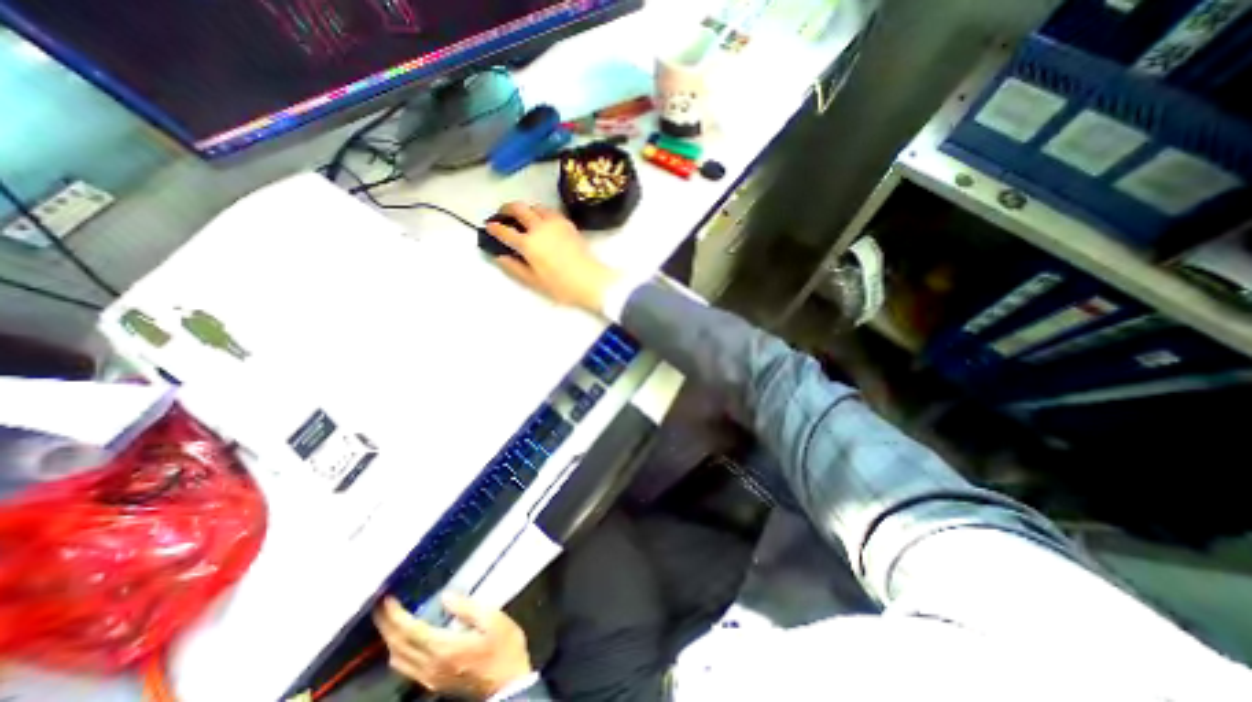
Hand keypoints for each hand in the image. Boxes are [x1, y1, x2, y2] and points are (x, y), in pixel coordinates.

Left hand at [367, 594, 530, 697]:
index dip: (395, 615)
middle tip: (380, 606)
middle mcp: (430, 666)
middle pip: (398, 647)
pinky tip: (404, 640)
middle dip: (386, 625)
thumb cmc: (504, 646)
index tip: (386, 599)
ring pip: (398, 660)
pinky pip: (405, 667)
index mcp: (444, 648)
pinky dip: (398, 650)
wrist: (509, 683)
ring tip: (391, 619)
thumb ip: (468, 607)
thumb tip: (445, 597)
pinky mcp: (433, 682)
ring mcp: (429, 677)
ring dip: (389, 639)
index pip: (410, 631)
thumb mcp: (493, 619)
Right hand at [483, 201, 618, 311]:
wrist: (591, 280)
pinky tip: (542, 221)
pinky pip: (550, 211)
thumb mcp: (534, 281)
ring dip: (525, 209)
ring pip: (534, 206)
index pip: (505, 231)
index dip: (493, 228)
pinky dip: (541, 212)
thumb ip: (514, 267)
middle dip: (506, 209)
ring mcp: (555, 223)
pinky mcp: (567, 223)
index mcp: (528, 244)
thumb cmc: (561, 286)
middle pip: (518, 208)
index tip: (488, 227)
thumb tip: (498, 256)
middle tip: (502, 215)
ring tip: (523, 218)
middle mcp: (539, 228)